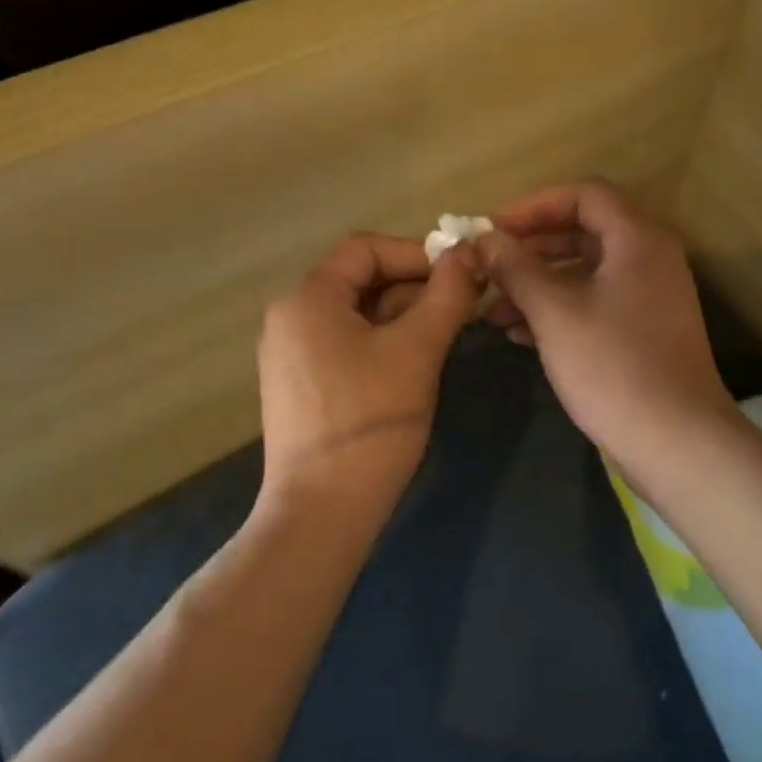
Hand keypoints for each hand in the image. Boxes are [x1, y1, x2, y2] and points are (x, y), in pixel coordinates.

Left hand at [258, 234, 480, 514]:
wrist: (322, 512)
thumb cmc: (371, 421)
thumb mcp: (418, 350)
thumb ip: (447, 294)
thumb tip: (470, 252)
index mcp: (308, 300)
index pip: (365, 249)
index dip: (416, 253)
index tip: (459, 273)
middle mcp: (291, 318)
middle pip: (361, 279)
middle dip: (415, 285)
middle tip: (463, 304)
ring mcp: (292, 354)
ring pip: (357, 313)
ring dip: (405, 314)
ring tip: (447, 333)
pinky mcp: (302, 384)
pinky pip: (348, 342)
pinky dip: (385, 340)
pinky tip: (417, 361)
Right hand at [478, 182, 739, 475]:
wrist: (676, 441)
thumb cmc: (613, 366)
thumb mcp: (554, 312)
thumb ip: (516, 268)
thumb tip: (485, 239)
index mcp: (637, 239)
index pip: (584, 194)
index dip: (534, 205)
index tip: (494, 228)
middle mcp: (649, 257)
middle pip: (583, 230)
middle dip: (531, 247)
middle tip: (488, 265)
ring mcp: (649, 296)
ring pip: (585, 270)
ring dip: (538, 282)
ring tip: (492, 308)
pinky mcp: (643, 330)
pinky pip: (595, 301)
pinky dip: (558, 308)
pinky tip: (518, 333)